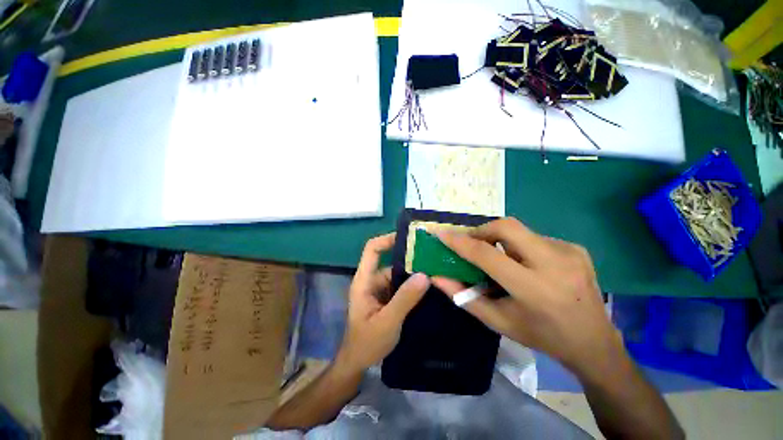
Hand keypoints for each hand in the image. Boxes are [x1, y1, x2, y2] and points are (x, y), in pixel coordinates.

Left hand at [336, 233, 429, 373]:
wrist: (358, 362)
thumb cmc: (367, 342)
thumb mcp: (387, 321)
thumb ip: (405, 299)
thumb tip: (424, 275)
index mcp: (364, 280)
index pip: (372, 249)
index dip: (387, 239)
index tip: (409, 239)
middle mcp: (371, 280)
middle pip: (389, 261)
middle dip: (409, 260)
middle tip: (432, 258)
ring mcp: (379, 289)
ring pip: (397, 274)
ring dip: (413, 274)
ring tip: (435, 271)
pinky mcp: (386, 298)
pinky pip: (400, 285)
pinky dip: (412, 285)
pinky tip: (428, 287)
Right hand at [431, 218, 625, 379]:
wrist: (595, 342)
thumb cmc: (541, 335)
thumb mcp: (498, 321)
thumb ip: (463, 297)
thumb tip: (437, 277)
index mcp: (533, 289)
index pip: (487, 255)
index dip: (460, 242)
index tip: (442, 233)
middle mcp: (554, 263)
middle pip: (507, 226)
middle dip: (482, 230)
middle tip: (473, 243)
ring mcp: (569, 252)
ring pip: (520, 231)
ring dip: (501, 240)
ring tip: (501, 259)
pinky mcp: (575, 247)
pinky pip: (535, 237)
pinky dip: (520, 246)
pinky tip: (526, 265)